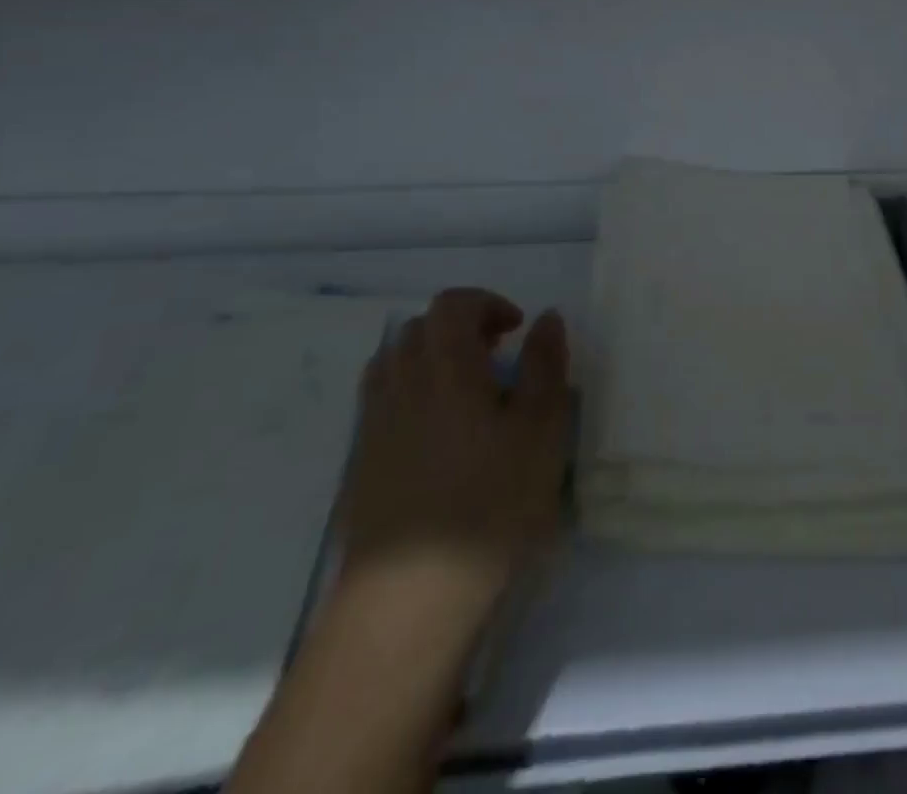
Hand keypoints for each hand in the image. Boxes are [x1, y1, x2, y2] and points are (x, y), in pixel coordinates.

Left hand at [339, 289, 571, 617]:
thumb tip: (546, 319)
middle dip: (460, 328)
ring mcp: (373, 426)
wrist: (409, 602)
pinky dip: (410, 395)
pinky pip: (381, 403)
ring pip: (394, 364)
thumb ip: (546, 366)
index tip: (518, 329)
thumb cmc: (491, 505)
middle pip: (420, 329)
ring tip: (467, 392)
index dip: (487, 304)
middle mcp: (401, 384)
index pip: (453, 305)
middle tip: (498, 357)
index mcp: (446, 367)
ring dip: (431, 359)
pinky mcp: (360, 466)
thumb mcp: (543, 430)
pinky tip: (437, 436)